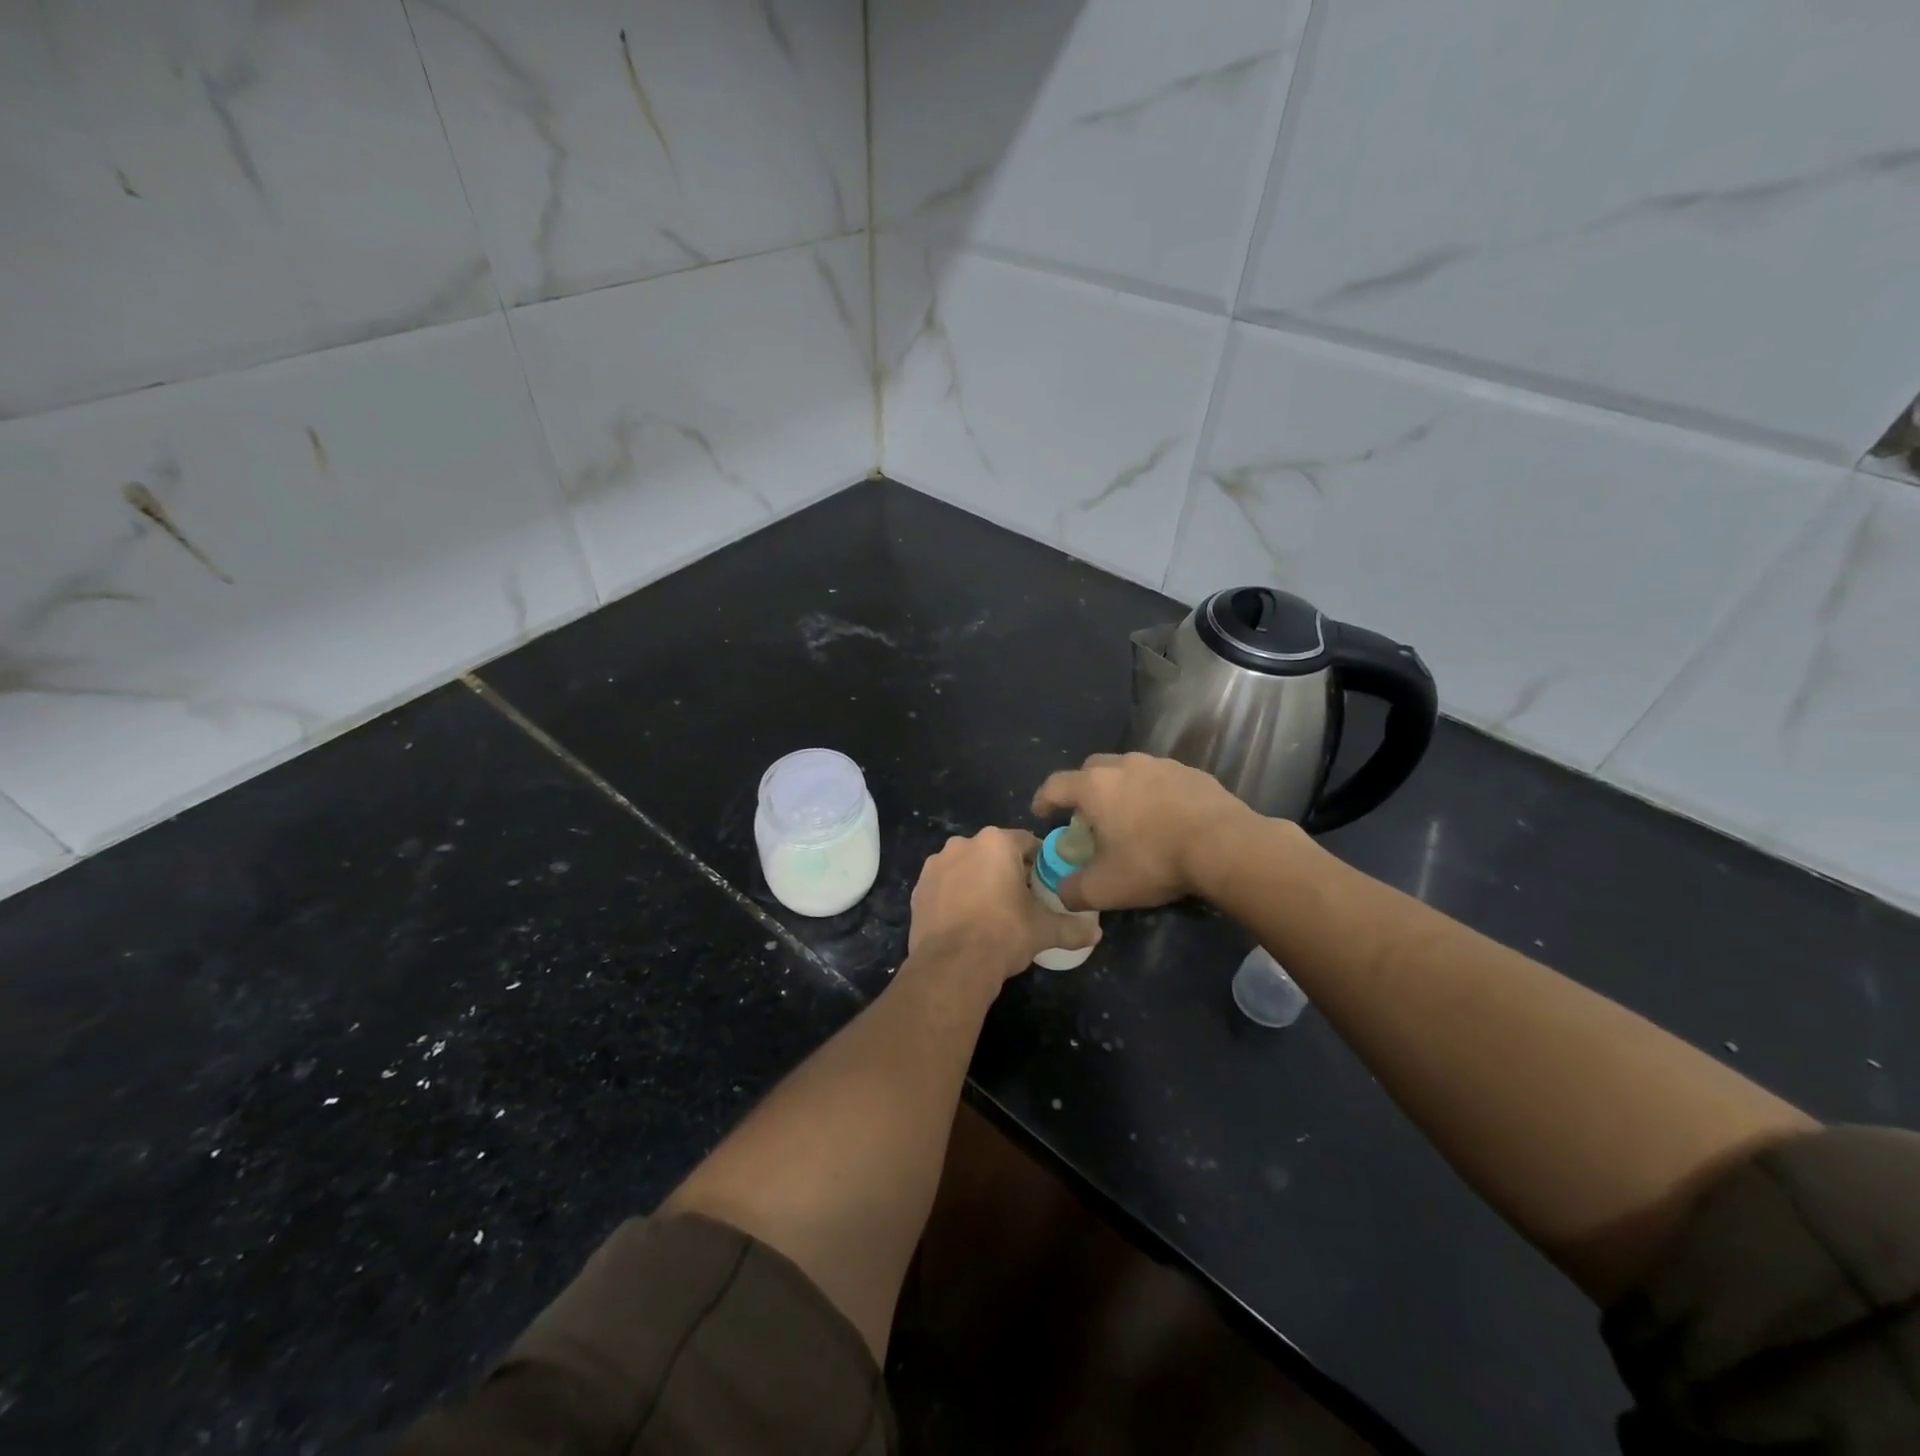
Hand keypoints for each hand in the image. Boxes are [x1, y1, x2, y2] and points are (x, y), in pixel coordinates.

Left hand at [908, 827, 1100, 982]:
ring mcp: (936, 864)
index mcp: (996, 843)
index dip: (1038, 862)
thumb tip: (1096, 934)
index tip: (1045, 883)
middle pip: (993, 852)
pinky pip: (944, 885)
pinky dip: (954, 895)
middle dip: (1006, 870)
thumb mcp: (1044, 930)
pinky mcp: (919, 888)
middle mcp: (963, 844)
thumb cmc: (1003, 934)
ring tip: (989, 912)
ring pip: (966, 866)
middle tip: (1019, 899)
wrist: (952, 964)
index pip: (1026, 842)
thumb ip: (1072, 927)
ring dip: (977, 880)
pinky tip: (964, 920)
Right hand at [1031, 753, 1255, 911]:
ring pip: (1129, 770)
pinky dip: (1154, 793)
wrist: (1225, 846)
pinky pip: (1161, 779)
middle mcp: (1124, 766)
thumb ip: (1073, 890)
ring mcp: (1161, 765)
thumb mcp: (1105, 888)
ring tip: (1129, 817)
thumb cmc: (1154, 861)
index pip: (1056, 785)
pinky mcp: (1192, 772)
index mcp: (1095, 787)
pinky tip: (1165, 818)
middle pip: (1091, 769)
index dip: (1043, 799)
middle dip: (1083, 789)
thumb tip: (1062, 891)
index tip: (1041, 813)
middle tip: (1089, 816)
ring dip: (1121, 789)